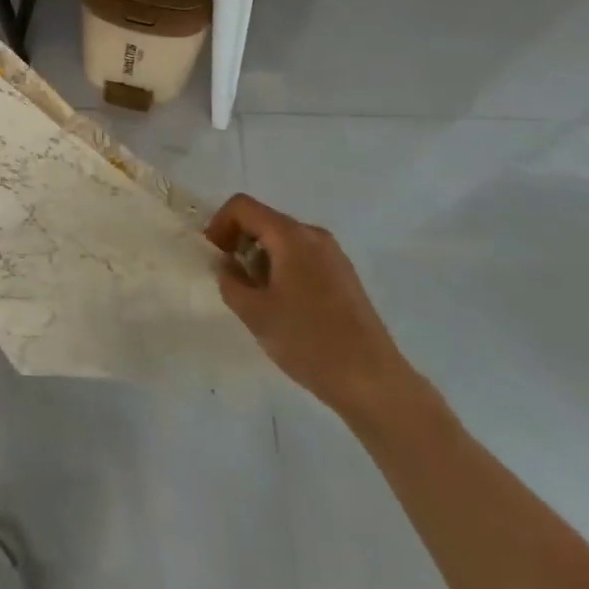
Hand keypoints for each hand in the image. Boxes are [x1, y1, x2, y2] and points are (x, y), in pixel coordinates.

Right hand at [205, 194, 418, 424]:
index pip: (242, 206)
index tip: (214, 257)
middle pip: (264, 221)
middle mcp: (314, 235)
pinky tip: (285, 307)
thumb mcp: (255, 313)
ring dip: (260, 258)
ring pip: (283, 240)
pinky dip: (282, 269)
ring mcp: (333, 255)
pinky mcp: (344, 276)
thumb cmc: (309, 341)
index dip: (219, 224)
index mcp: (291, 236)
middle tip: (231, 279)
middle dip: (239, 243)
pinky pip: (302, 257)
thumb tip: (226, 265)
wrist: (374, 382)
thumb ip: (229, 281)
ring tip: (257, 298)